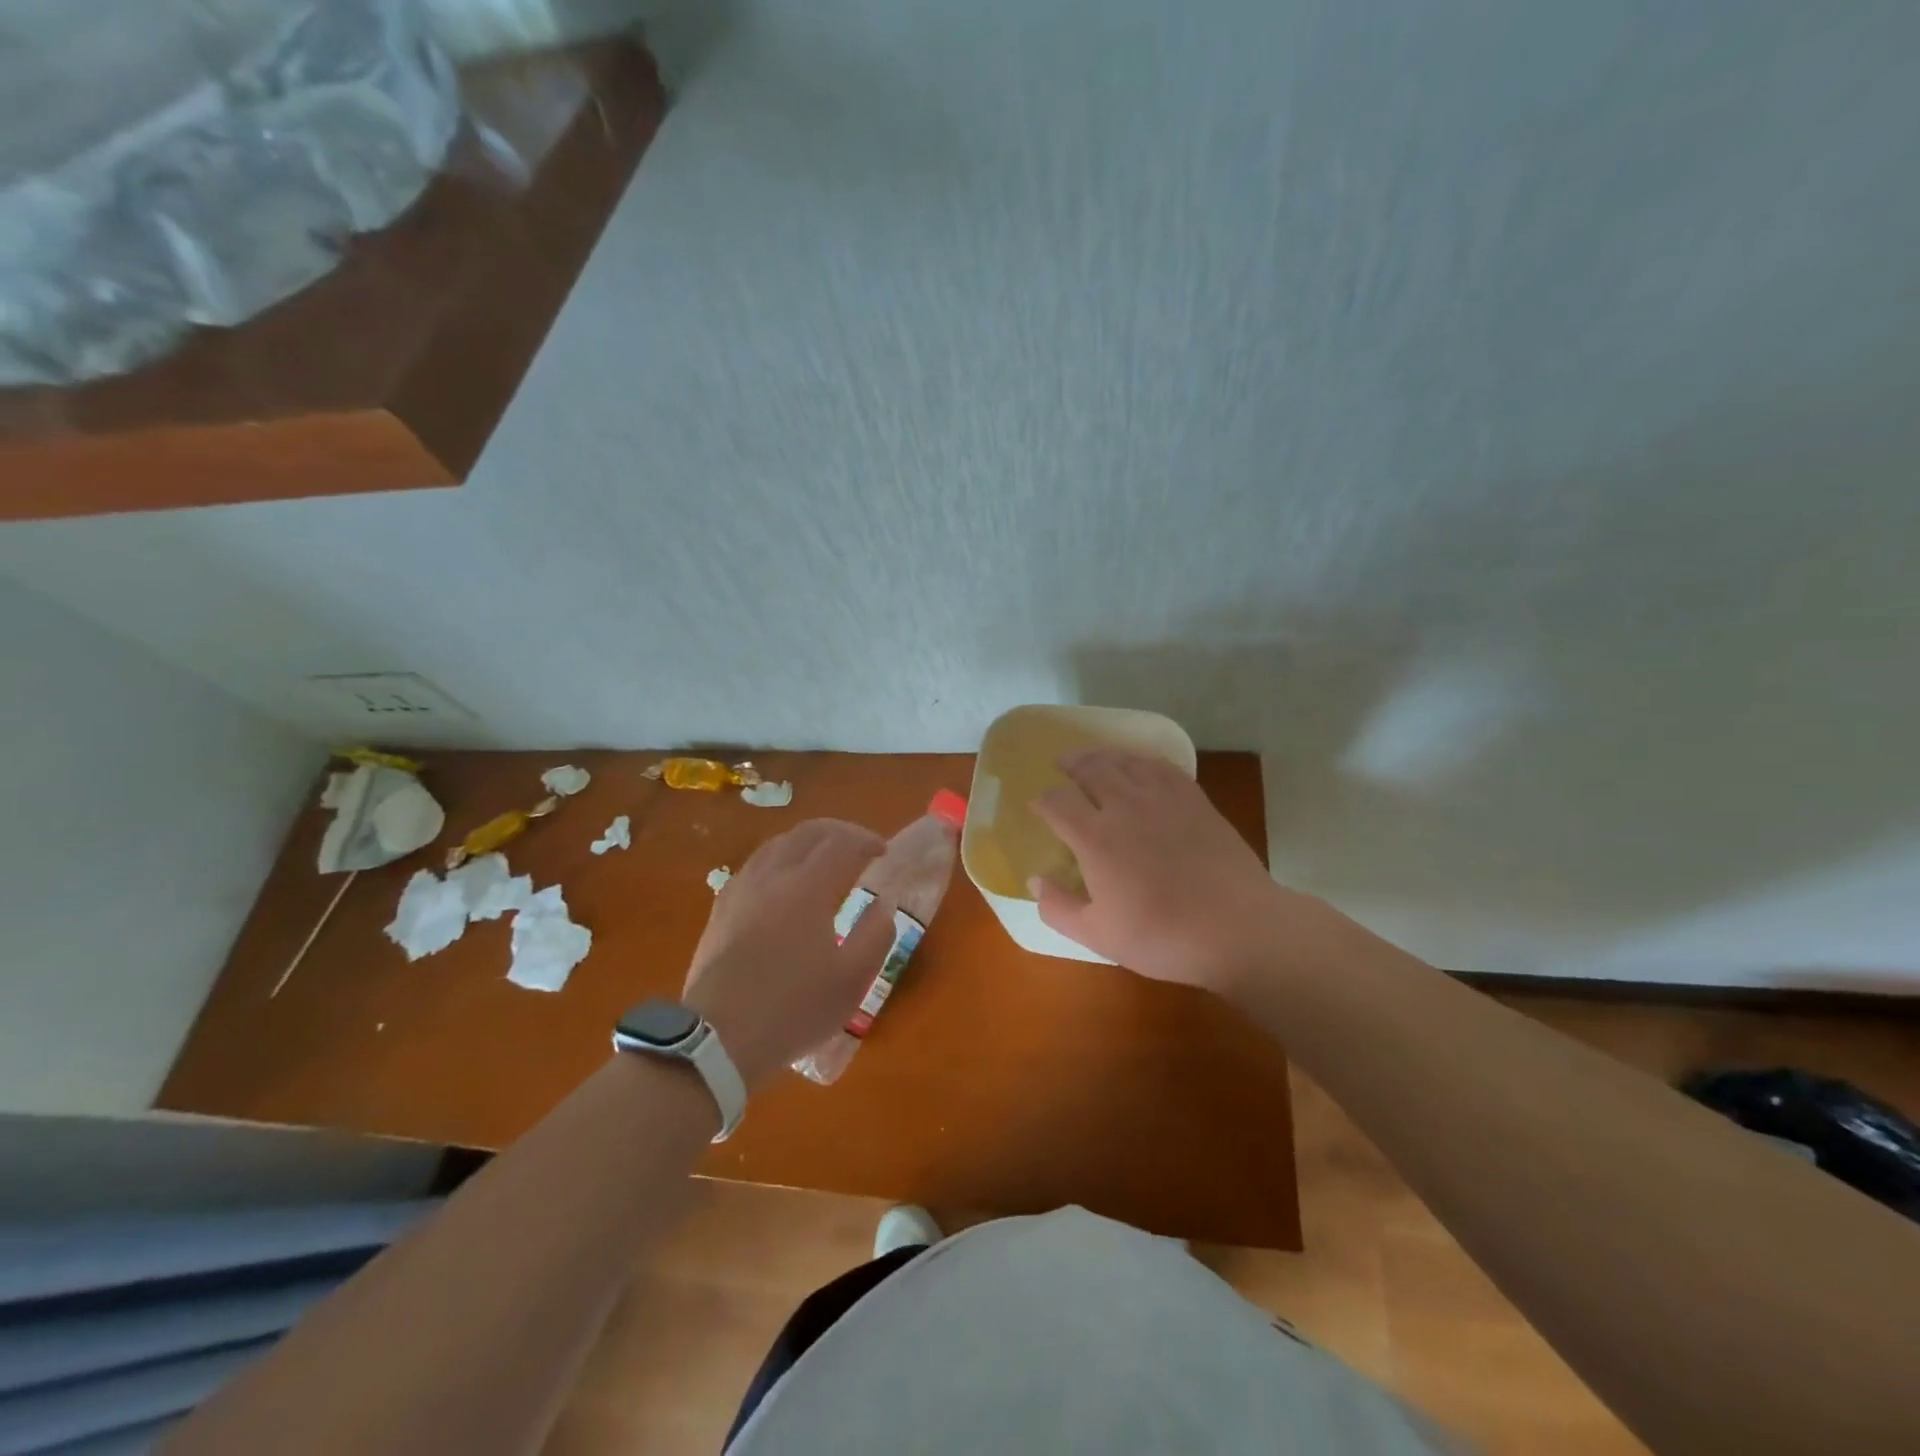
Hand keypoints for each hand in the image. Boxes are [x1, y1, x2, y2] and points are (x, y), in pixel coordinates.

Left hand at [682, 819, 895, 1088]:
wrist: (718, 1038)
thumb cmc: (793, 1009)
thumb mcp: (852, 980)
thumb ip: (876, 935)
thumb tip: (883, 903)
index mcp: (808, 888)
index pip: (842, 843)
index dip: (866, 840)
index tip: (883, 851)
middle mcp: (772, 876)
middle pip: (807, 832)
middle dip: (839, 831)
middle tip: (859, 846)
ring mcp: (742, 889)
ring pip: (777, 844)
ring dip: (807, 841)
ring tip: (824, 858)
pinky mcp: (721, 908)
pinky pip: (755, 864)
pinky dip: (780, 858)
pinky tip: (783, 881)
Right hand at [1030, 749, 1298, 993]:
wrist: (1237, 928)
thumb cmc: (1162, 936)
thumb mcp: (1098, 936)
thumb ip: (1058, 908)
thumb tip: (1036, 881)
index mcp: (1095, 837)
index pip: (1057, 802)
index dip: (1042, 801)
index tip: (1037, 806)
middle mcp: (1124, 806)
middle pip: (1090, 769)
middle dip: (1070, 765)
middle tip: (1061, 767)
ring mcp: (1162, 798)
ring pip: (1124, 761)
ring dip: (1102, 756)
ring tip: (1093, 759)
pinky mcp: (1194, 799)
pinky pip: (1160, 766)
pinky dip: (1141, 760)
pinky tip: (1139, 766)